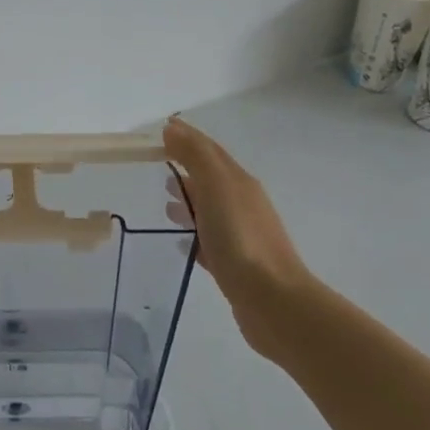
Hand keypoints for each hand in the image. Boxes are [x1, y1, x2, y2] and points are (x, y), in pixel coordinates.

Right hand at [164, 116, 315, 361]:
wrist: (273, 301)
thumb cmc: (240, 238)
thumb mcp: (216, 187)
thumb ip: (195, 156)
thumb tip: (173, 128)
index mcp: (239, 182)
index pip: (209, 150)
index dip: (186, 137)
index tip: (159, 131)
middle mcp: (243, 204)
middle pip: (211, 178)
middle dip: (185, 168)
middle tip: (156, 165)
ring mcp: (241, 235)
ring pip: (210, 209)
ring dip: (189, 201)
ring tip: (165, 203)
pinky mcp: (235, 265)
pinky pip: (209, 240)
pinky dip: (194, 234)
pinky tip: (181, 243)